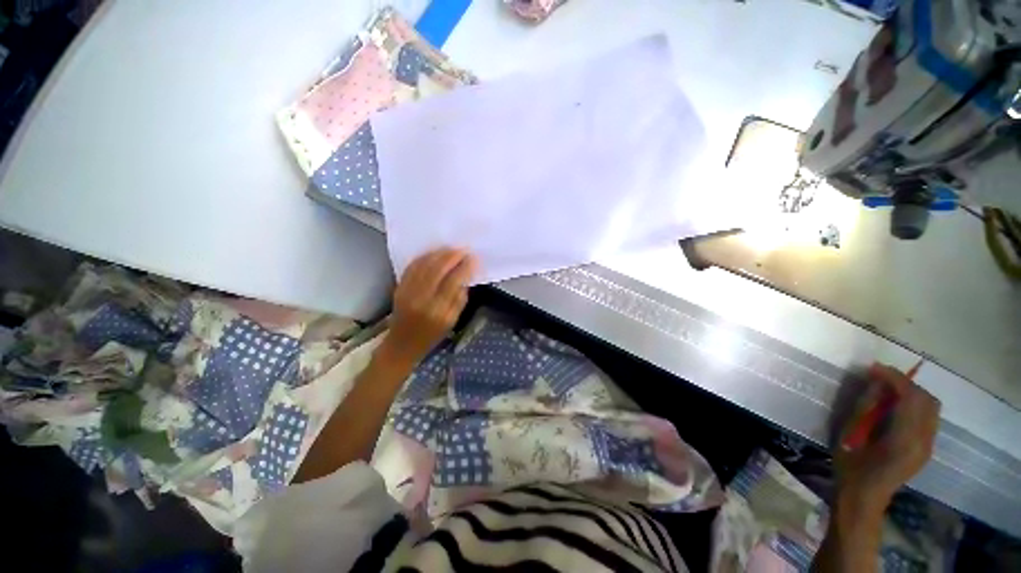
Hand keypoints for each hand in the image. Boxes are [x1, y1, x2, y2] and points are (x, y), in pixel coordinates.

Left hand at [380, 248, 477, 367]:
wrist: (402, 344)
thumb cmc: (431, 336)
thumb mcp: (452, 322)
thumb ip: (460, 299)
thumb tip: (466, 277)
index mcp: (439, 311)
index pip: (453, 281)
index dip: (464, 267)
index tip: (473, 258)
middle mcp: (422, 299)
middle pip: (438, 269)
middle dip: (452, 256)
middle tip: (463, 250)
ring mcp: (408, 292)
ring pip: (424, 265)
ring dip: (439, 254)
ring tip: (451, 249)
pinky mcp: (399, 288)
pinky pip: (412, 267)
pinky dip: (424, 257)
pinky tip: (434, 254)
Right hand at [834, 363, 940, 511]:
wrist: (863, 496)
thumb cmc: (850, 465)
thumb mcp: (850, 433)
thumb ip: (866, 406)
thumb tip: (877, 382)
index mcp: (905, 438)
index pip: (911, 397)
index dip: (894, 378)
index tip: (873, 368)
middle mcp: (924, 440)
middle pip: (927, 400)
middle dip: (906, 383)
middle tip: (880, 377)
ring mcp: (928, 445)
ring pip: (931, 408)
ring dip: (912, 393)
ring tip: (888, 389)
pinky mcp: (925, 448)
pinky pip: (928, 417)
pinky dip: (914, 405)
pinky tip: (895, 406)